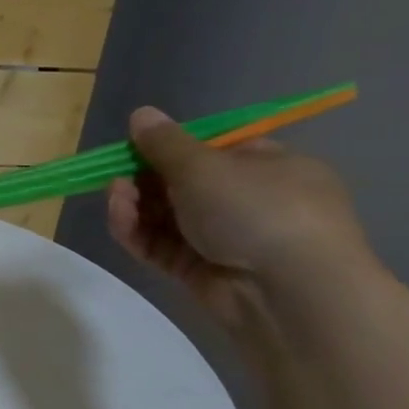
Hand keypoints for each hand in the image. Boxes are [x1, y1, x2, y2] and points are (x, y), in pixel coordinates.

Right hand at [107, 106, 372, 327]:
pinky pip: (163, 246)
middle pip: (182, 184)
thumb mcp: (204, 165)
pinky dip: (138, 232)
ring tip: (116, 198)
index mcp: (268, 166)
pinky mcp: (203, 272)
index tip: (135, 148)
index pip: (212, 150)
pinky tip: (120, 220)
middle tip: (117, 177)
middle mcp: (250, 201)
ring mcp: (226, 240)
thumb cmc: (257, 210)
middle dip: (144, 178)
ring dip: (135, 204)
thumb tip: (141, 114)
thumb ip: (164, 142)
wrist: (292, 294)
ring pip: (167, 216)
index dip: (170, 148)